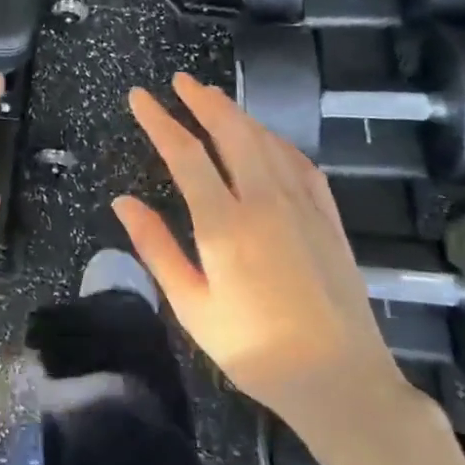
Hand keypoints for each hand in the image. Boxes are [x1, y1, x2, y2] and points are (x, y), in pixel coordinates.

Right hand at [114, 73, 405, 428]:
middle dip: (202, 100)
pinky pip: (299, 162)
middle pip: (231, 131)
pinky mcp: (328, 218)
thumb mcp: (192, 307)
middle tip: (179, 81)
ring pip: (266, 140)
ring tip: (213, 98)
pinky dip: (275, 139)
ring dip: (236, 113)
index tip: (139, 97)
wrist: (342, 382)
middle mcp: (265, 202)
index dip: (159, 120)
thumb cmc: (254, 349)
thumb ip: (156, 248)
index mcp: (225, 224)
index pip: (185, 154)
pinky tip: (266, 138)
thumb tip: (122, 201)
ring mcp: (302, 206)